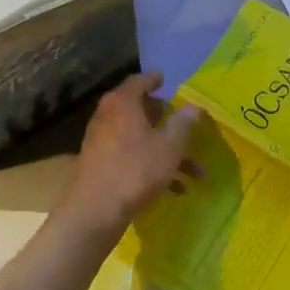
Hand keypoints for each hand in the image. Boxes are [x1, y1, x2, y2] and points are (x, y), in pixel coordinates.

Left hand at [58, 72, 201, 235]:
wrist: (95, 209)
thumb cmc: (136, 169)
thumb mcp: (170, 146)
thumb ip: (183, 124)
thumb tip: (194, 106)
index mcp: (123, 103)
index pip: (139, 81)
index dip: (154, 80)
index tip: (165, 79)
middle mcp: (108, 117)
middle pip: (138, 109)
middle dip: (163, 118)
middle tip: (180, 121)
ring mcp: (101, 141)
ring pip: (139, 138)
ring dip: (165, 150)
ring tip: (194, 171)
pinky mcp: (100, 164)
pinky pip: (131, 157)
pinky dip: (152, 166)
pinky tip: (175, 189)